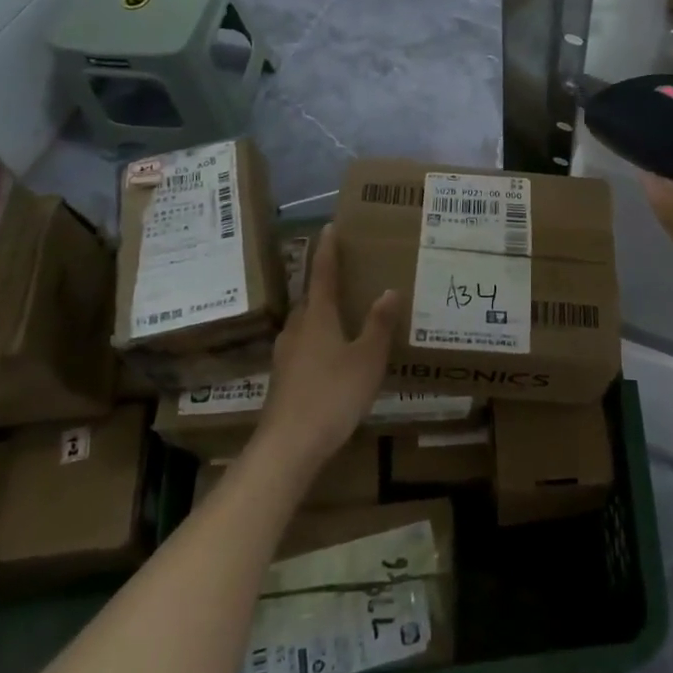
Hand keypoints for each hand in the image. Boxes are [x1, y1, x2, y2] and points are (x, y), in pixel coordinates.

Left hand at [255, 223, 397, 471]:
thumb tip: (389, 290)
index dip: (328, 250)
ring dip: (321, 311)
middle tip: (347, 271)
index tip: (330, 226)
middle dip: (325, 282)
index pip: (323, 274)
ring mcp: (286, 354)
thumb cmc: (332, 394)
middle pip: (311, 297)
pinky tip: (331, 352)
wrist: (288, 446)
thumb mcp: (367, 359)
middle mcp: (297, 328)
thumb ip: (378, 325)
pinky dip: (318, 337)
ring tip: (342, 311)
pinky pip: (303, 344)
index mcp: (317, 316)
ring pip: (305, 322)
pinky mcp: (284, 377)